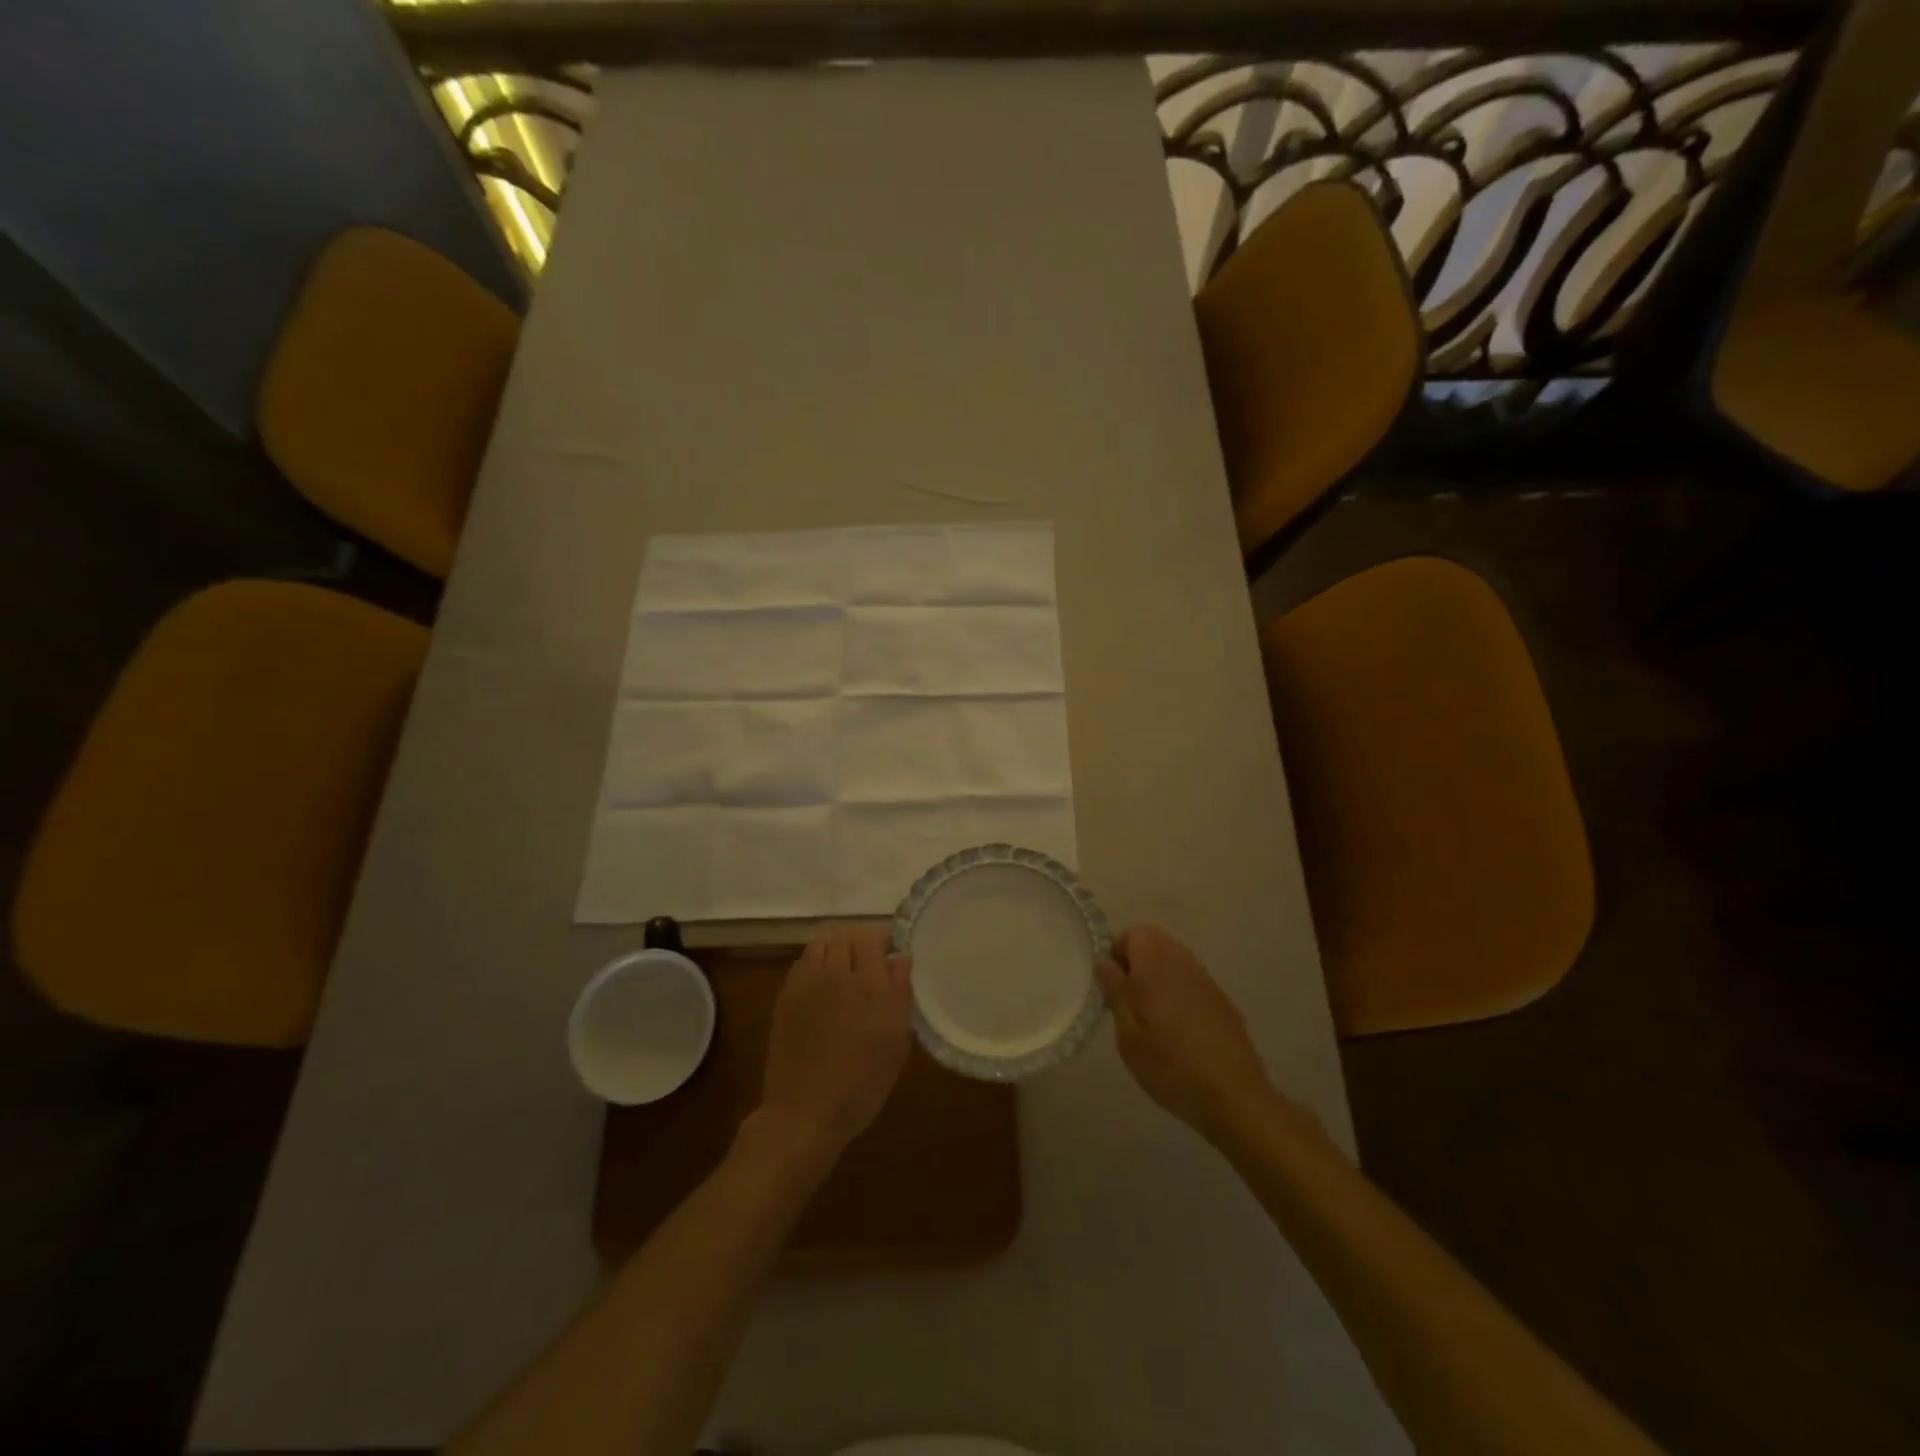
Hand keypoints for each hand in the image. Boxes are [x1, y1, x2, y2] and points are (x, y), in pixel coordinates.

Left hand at [759, 922, 912, 1152]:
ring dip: (835, 947)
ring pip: (821, 942)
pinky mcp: (785, 996)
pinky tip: (823, 987)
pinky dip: (816, 963)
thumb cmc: (861, 1084)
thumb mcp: (896, 1043)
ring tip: (845, 971)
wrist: (804, 1114)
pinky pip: (803, 962)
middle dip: (859, 941)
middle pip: (845, 933)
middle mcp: (835, 973)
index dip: (884, 940)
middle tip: (870, 964)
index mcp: (868, 984)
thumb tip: (901, 956)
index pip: (873, 935)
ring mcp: (805, 983)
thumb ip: (900, 992)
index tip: (891, 957)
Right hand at [1098, 925, 1277, 1139]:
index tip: (1112, 986)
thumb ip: (1115, 991)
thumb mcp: (1128, 1033)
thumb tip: (1104, 962)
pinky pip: (1192, 982)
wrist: (1234, 1097)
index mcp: (1156, 965)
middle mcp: (1183, 963)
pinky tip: (1179, 1031)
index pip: (1133, 933)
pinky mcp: (1223, 1001)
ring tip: (1152, 1018)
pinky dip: (1179, 993)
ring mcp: (1207, 981)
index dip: (1117, 953)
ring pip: (1174, 961)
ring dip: (1158, 977)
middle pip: (1155, 943)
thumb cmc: (1170, 1065)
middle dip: (1137, 963)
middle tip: (1128, 1002)